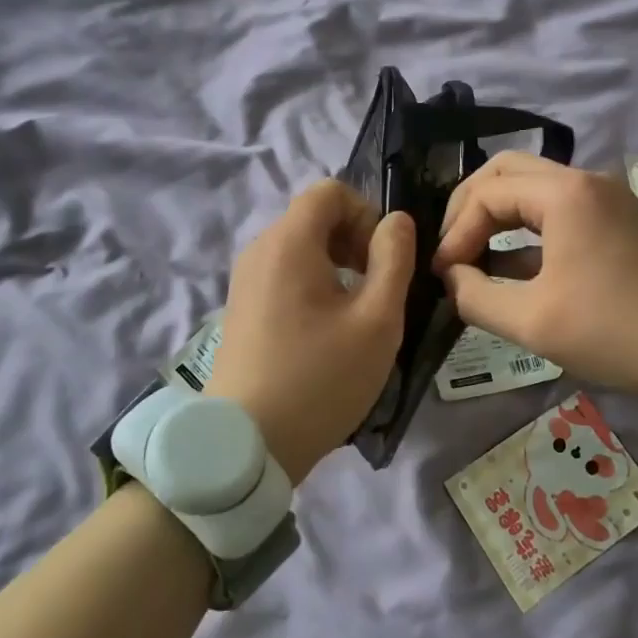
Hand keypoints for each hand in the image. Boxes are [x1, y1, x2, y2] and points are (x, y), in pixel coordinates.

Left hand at [206, 181, 414, 485]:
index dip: (366, 213)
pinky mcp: (240, 308)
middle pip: (313, 216)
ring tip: (355, 312)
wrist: (246, 445)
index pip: (330, 191)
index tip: (383, 259)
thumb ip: (394, 259)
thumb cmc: (320, 379)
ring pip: (299, 246)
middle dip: (353, 239)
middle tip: (376, 287)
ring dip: (336, 263)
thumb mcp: (377, 320)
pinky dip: (312, 283)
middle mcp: (259, 250)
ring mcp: (244, 280)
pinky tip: (325, 330)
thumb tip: (396, 221)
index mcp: (289, 242)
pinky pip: (283, 273)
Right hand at [432, 153, 637, 416]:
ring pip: (534, 187)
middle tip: (451, 247)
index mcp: (564, 194)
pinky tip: (512, 267)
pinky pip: (559, 209)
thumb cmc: (618, 330)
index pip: (486, 194)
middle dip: (470, 206)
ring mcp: (607, 198)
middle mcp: (585, 181)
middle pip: (508, 171)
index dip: (455, 232)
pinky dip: (527, 228)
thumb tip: (451, 279)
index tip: (442, 274)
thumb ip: (475, 297)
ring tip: (473, 255)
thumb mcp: (534, 322)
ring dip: (498, 214)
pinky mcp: (620, 221)